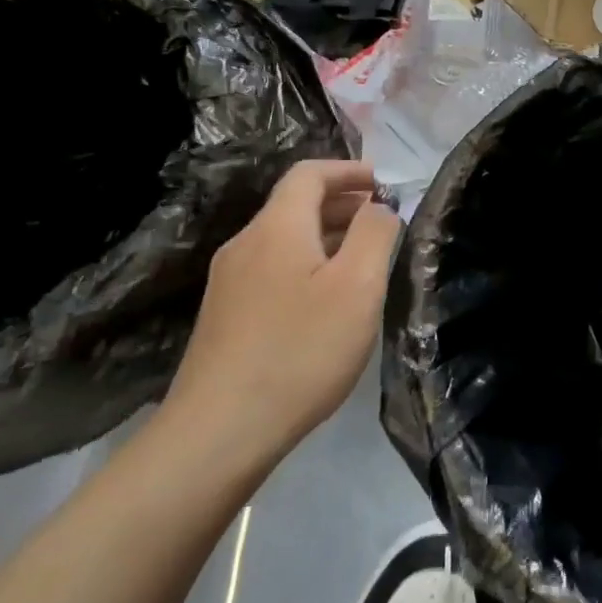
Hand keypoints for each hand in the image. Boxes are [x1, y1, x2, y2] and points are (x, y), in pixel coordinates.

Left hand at [161, 159, 401, 466]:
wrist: (218, 432)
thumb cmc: (300, 351)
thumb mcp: (357, 287)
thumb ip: (375, 234)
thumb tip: (379, 206)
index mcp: (277, 227)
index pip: (309, 174)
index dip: (348, 170)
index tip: (383, 182)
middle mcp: (246, 244)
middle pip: (295, 204)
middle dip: (342, 203)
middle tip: (382, 220)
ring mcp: (229, 281)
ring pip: (284, 238)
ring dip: (325, 235)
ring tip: (362, 258)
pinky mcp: (224, 315)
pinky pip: (272, 268)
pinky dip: (306, 263)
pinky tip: (324, 299)